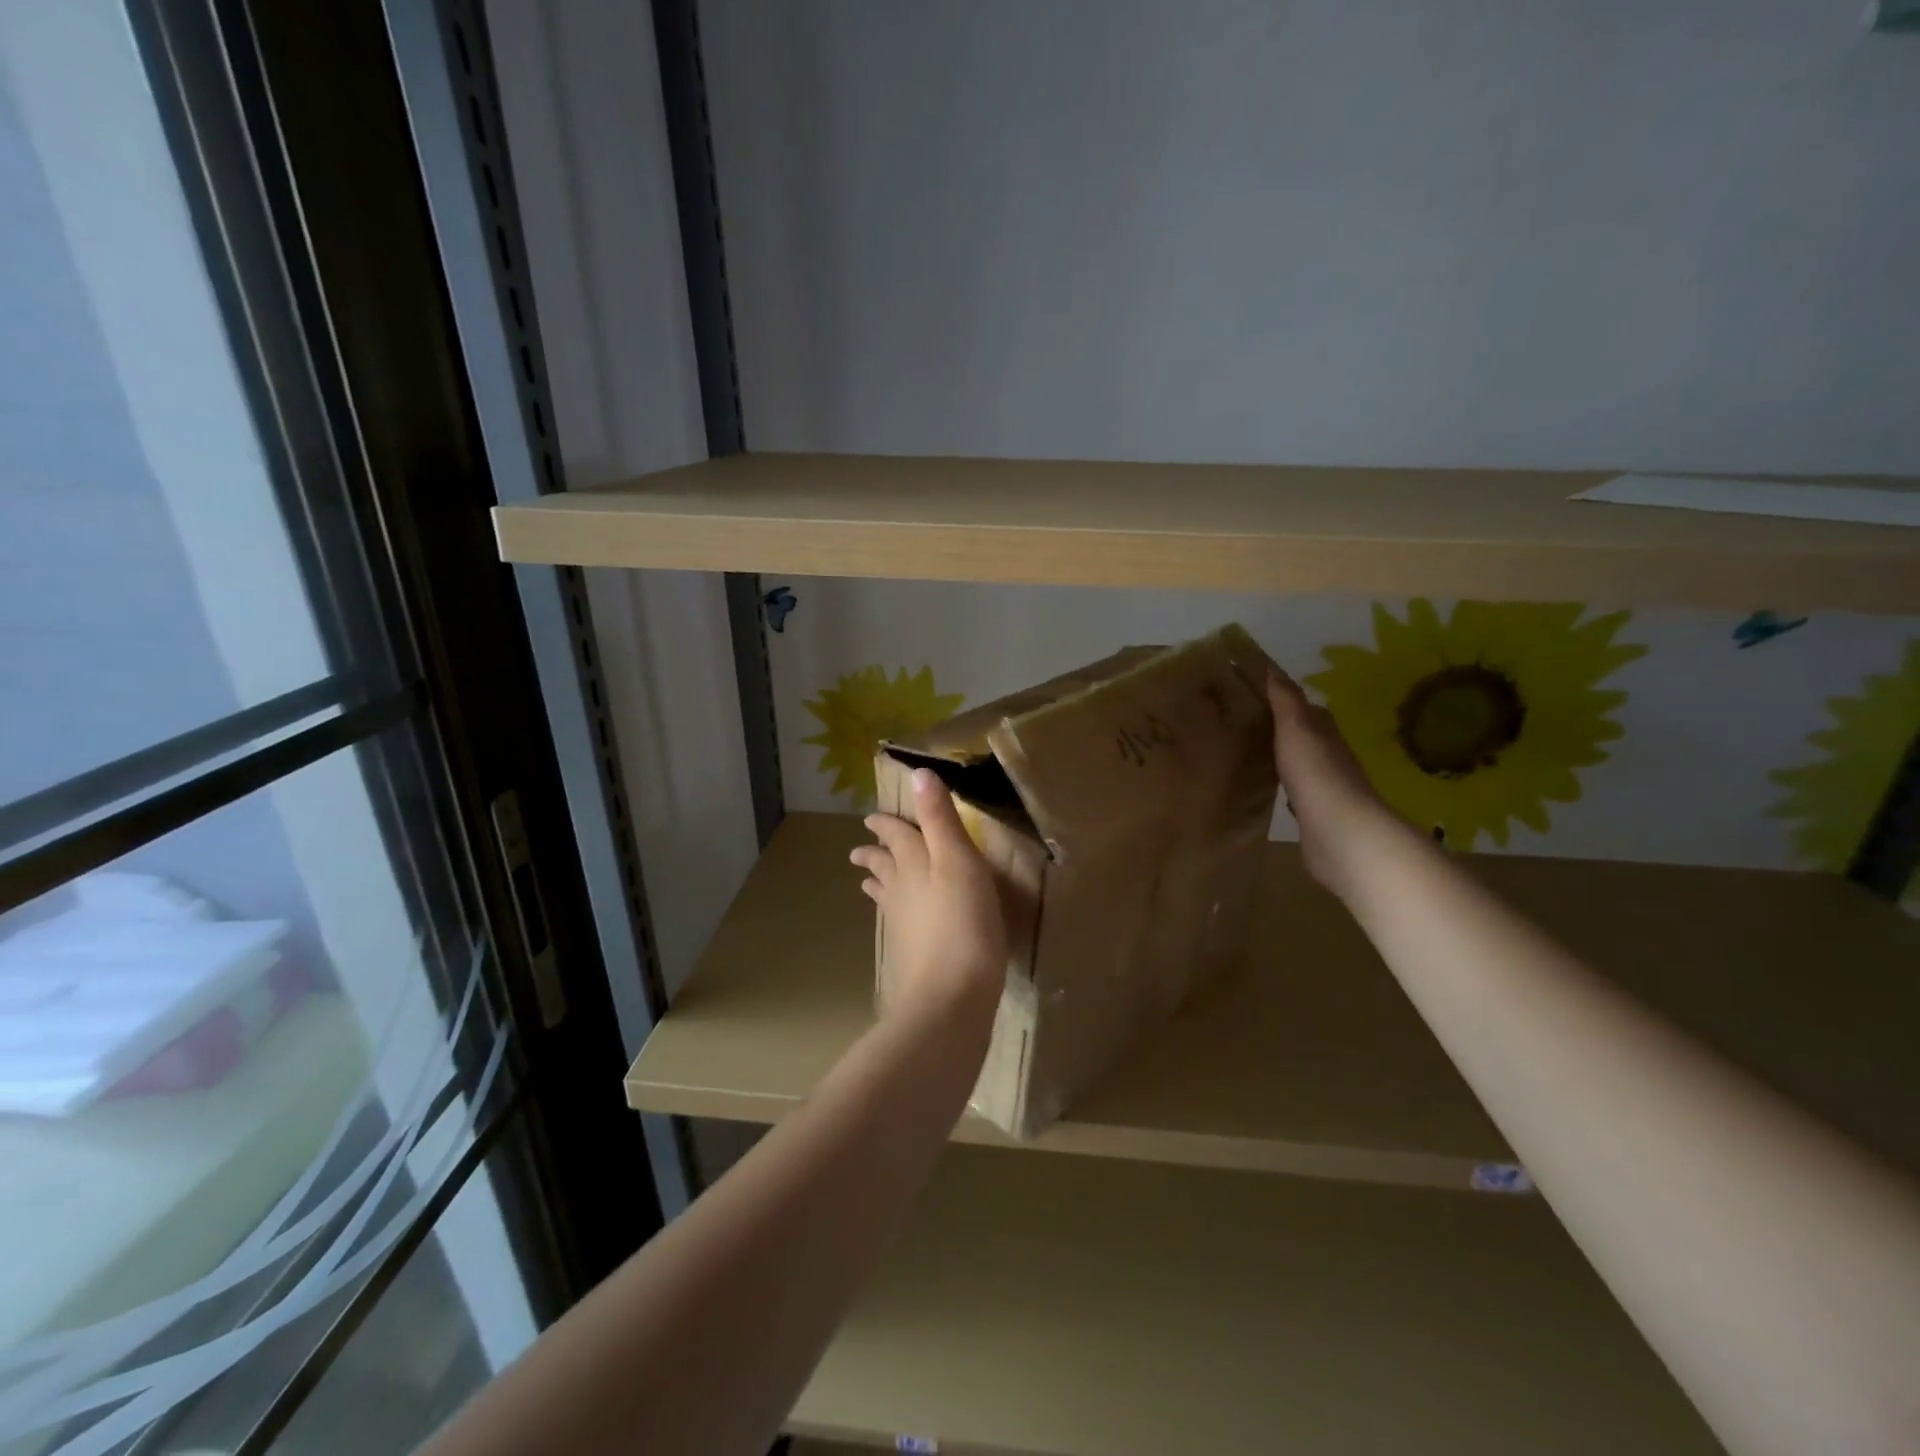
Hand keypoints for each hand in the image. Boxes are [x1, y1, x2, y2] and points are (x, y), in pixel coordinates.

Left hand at [850, 769, 1007, 1020]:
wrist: (951, 994)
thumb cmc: (963, 921)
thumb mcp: (958, 860)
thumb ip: (940, 819)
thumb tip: (919, 773)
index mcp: (914, 863)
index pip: (897, 834)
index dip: (888, 823)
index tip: (872, 818)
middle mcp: (902, 889)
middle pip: (885, 864)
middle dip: (875, 852)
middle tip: (860, 847)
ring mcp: (902, 924)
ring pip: (886, 894)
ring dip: (877, 881)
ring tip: (867, 880)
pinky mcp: (910, 952)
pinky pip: (895, 921)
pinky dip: (891, 911)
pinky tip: (898, 923)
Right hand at [1267, 668, 1412, 898]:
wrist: (1340, 833)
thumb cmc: (1317, 774)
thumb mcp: (1297, 728)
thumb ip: (1286, 701)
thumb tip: (1273, 670)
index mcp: (1325, 733)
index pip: (1307, 710)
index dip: (1284, 701)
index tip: (1256, 695)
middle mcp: (1329, 757)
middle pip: (1305, 737)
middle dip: (1281, 730)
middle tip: (1246, 724)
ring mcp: (1324, 788)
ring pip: (1299, 765)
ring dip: (1282, 758)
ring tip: (1250, 753)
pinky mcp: (1314, 815)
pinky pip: (1295, 793)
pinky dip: (1283, 787)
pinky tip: (1268, 789)